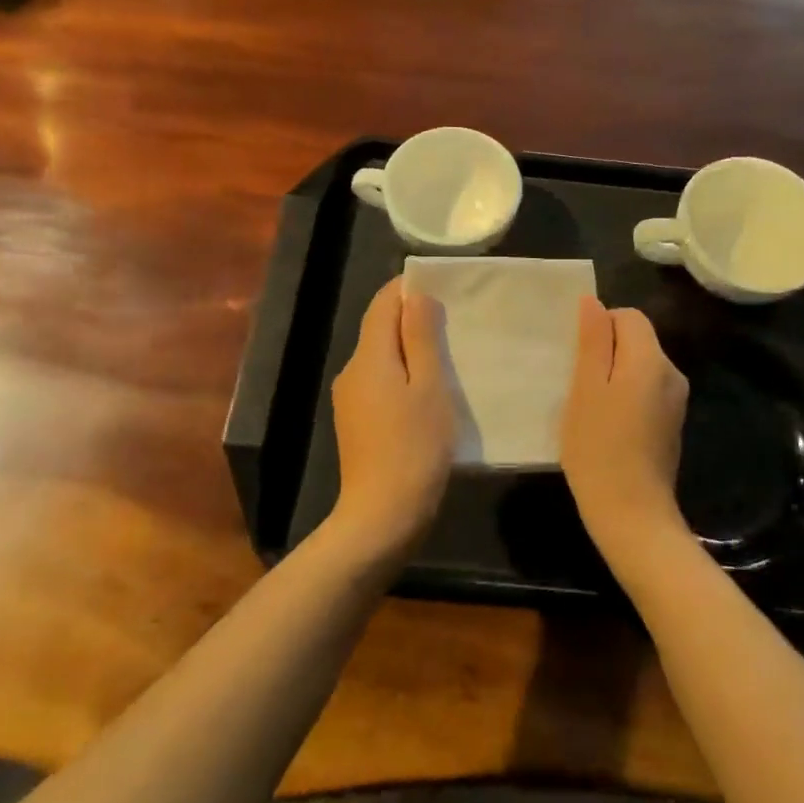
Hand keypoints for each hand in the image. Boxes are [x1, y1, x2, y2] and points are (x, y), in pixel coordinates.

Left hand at [327, 277, 454, 559]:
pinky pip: (380, 382)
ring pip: (381, 357)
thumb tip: (415, 296)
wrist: (382, 517)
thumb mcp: (429, 387)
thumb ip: (420, 337)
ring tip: (447, 352)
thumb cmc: (414, 447)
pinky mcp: (356, 422)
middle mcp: (352, 371)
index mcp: (369, 357)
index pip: (381, 304)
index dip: (406, 288)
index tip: (440, 285)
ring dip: (409, 348)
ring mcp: (350, 399)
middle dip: (411, 318)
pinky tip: (428, 390)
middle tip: (453, 318)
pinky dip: (403, 374)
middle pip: (379, 329)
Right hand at [559, 297, 689, 559]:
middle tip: (578, 385)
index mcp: (652, 359)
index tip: (578, 359)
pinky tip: (607, 426)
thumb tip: (593, 301)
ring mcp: (676, 401)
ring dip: (614, 376)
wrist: (632, 516)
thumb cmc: (599, 447)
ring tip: (589, 407)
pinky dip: (625, 396)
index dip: (600, 328)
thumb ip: (592, 341)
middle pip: (637, 340)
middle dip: (606, 352)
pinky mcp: (672, 424)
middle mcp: (672, 373)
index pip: (629, 316)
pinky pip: (646, 391)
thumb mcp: (586, 389)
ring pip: (640, 367)